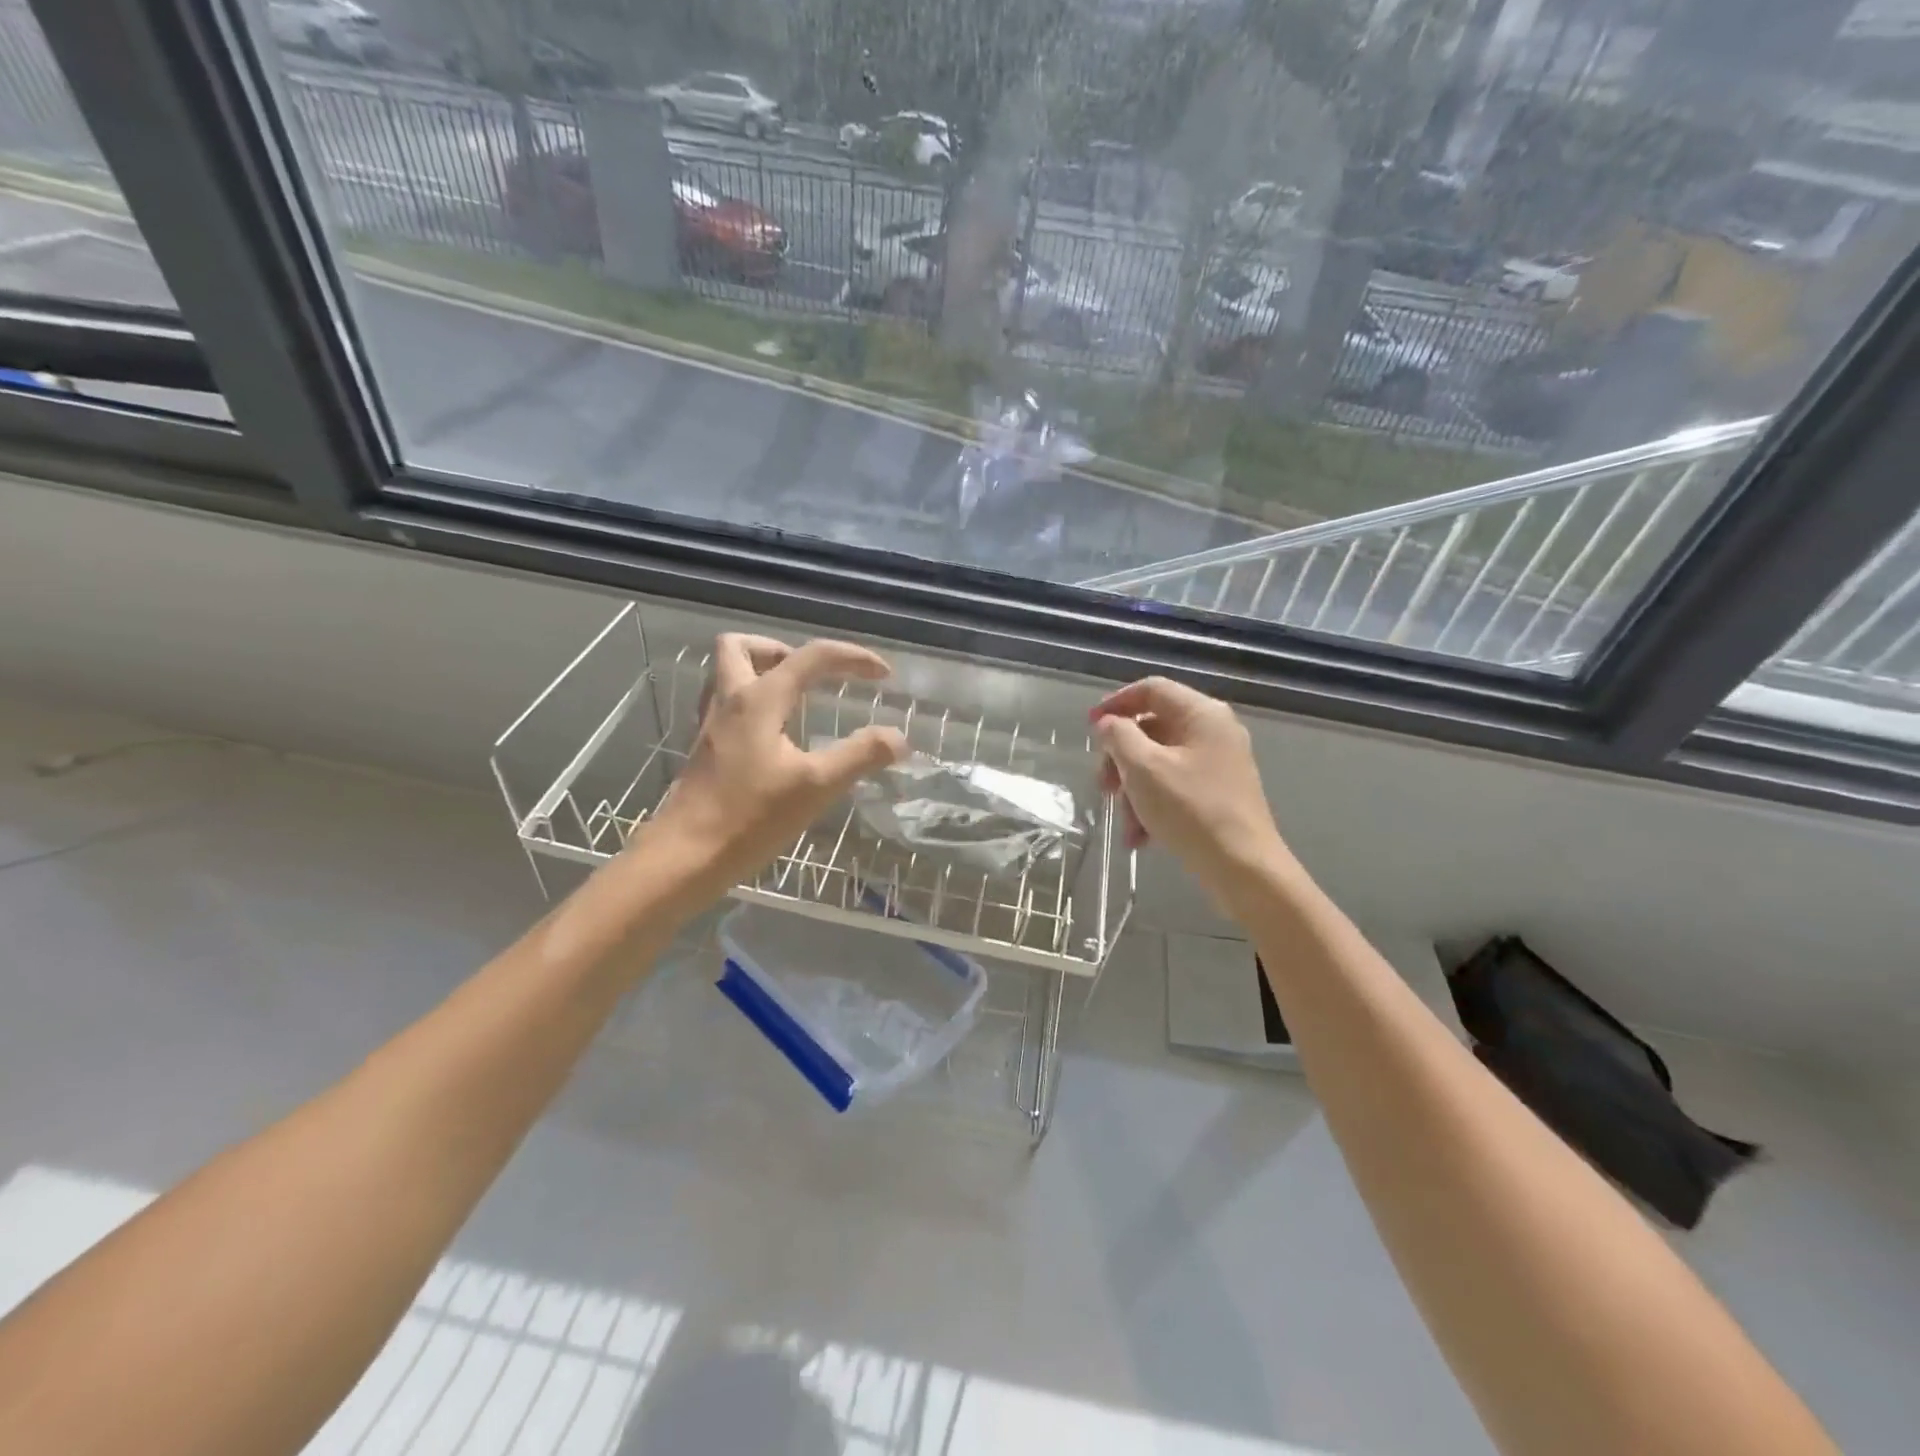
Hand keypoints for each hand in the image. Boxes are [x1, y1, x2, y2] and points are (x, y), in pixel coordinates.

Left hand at [646, 635, 906, 896]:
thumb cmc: (750, 819)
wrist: (685, 858)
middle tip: (815, 677)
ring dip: (762, 671)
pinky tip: (773, 734)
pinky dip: (751, 701)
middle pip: (742, 646)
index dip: (852, 658)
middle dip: (784, 650)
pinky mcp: (705, 750)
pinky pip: (725, 704)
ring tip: (797, 698)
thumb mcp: (816, 787)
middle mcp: (730, 701)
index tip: (884, 675)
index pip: (811, 657)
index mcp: (759, 700)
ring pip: (727, 673)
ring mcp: (711, 726)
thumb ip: (861, 755)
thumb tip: (898, 738)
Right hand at [1091, 677, 1290, 901]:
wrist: (1244, 869)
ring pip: (1159, 762)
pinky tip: (1140, 837)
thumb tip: (1108, 724)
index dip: (1115, 704)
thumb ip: (1118, 736)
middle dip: (1121, 758)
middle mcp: (1214, 731)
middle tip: (1103, 787)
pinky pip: (1175, 786)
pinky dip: (1153, 805)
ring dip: (1134, 790)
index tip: (1089, 729)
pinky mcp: (1219, 793)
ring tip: (1126, 824)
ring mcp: (1219, 763)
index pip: (1151, 689)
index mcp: (1202, 714)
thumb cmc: (1191, 810)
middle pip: (1152, 728)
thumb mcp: (1143, 769)